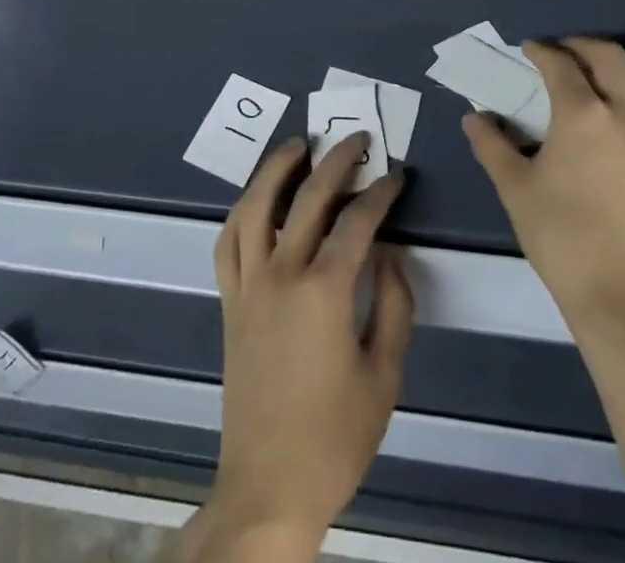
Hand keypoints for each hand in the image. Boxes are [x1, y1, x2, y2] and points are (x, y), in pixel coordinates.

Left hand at [190, 133, 414, 561]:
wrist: (268, 485)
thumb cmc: (335, 437)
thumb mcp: (384, 376)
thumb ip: (393, 306)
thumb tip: (388, 254)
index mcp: (324, 291)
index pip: (357, 220)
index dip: (381, 193)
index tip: (397, 175)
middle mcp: (281, 273)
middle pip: (307, 197)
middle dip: (336, 160)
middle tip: (356, 139)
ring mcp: (248, 284)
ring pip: (255, 205)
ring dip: (276, 167)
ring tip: (297, 144)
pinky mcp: (229, 300)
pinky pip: (228, 241)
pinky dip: (242, 211)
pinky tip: (256, 198)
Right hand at [463, 36, 624, 330]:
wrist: (623, 295)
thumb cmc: (561, 236)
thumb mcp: (514, 188)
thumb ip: (492, 145)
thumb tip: (474, 118)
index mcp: (581, 115)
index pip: (561, 65)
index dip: (542, 51)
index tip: (528, 50)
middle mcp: (623, 115)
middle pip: (609, 57)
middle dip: (581, 46)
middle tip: (561, 53)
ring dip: (617, 69)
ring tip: (597, 79)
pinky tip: (623, 118)